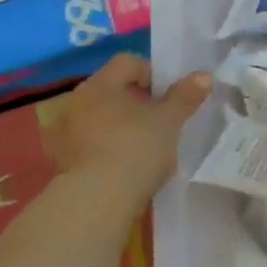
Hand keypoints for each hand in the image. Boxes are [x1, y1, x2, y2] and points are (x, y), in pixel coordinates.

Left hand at [45, 55, 210, 209]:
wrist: (96, 203)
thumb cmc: (135, 149)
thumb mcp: (169, 121)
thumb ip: (185, 96)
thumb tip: (204, 76)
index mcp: (100, 85)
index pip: (128, 62)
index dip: (153, 72)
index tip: (169, 95)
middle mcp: (76, 102)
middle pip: (112, 89)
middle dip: (137, 100)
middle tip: (160, 119)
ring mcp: (65, 133)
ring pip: (100, 117)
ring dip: (121, 125)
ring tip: (145, 144)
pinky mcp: (62, 162)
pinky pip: (90, 143)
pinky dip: (107, 147)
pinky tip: (126, 165)